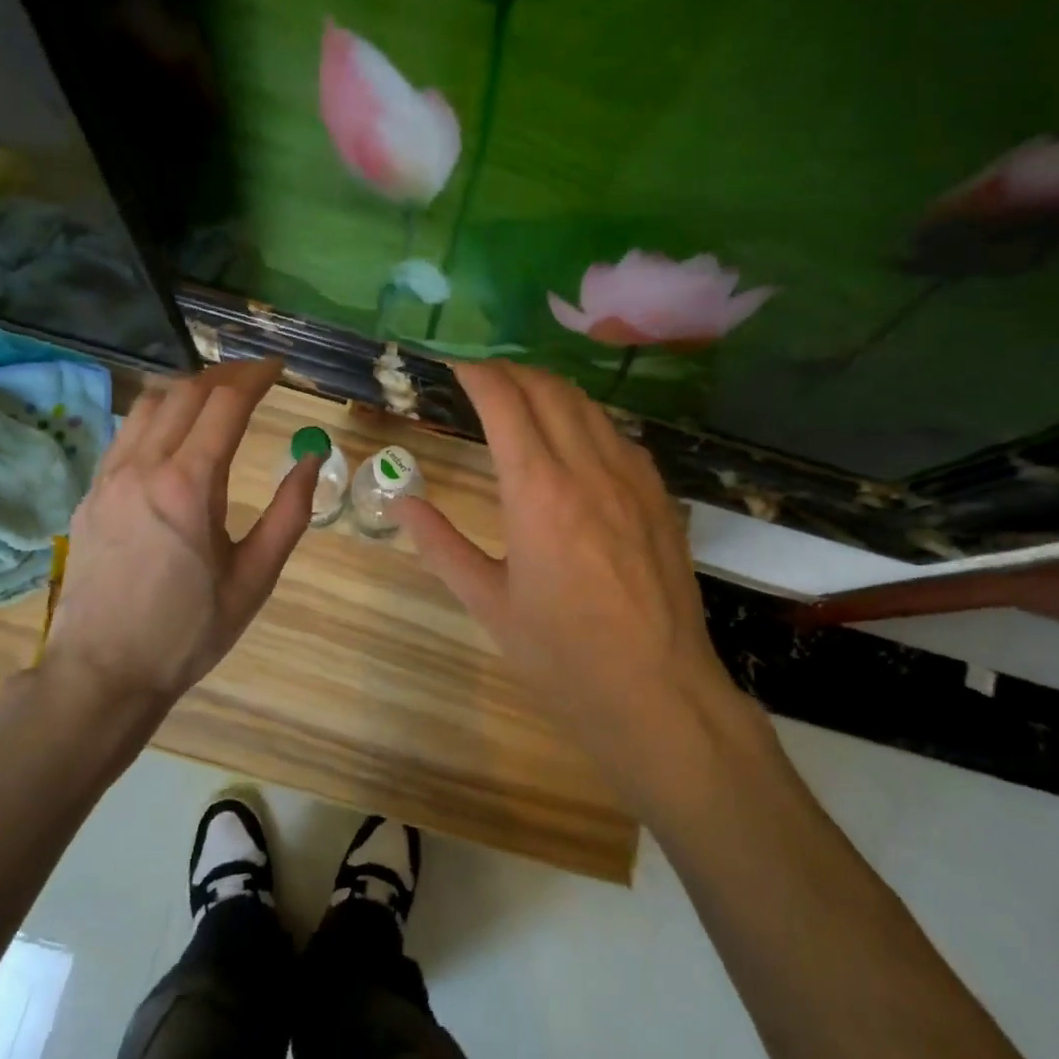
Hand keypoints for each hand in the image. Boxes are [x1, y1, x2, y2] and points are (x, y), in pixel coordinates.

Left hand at [43, 357, 318, 702]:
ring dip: (188, 388)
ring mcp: (109, 477)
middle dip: (226, 375)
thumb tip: (313, 459)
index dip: (256, 377)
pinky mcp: (90, 492)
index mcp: (189, 486)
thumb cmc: (189, 631)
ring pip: (148, 403)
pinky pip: (125, 431)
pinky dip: (157, 414)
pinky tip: (175, 433)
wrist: (103, 672)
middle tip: (257, 378)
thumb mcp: (255, 578)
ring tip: (218, 397)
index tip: (280, 368)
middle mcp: (144, 466)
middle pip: (186, 391)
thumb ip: (289, 513)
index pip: (225, 404)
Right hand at [396, 361, 754, 804]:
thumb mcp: (488, 603)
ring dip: (549, 389)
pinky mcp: (658, 495)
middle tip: (482, 379)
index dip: (477, 374)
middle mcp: (587, 468)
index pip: (504, 402)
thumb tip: (400, 501)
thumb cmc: (562, 655)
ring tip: (522, 398)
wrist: (658, 692)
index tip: (455, 367)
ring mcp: (631, 477)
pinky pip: (617, 434)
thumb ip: (440, 545)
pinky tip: (573, 440)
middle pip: (548, 389)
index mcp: (537, 491)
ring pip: (587, 405)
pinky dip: (585, 418)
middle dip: (511, 371)